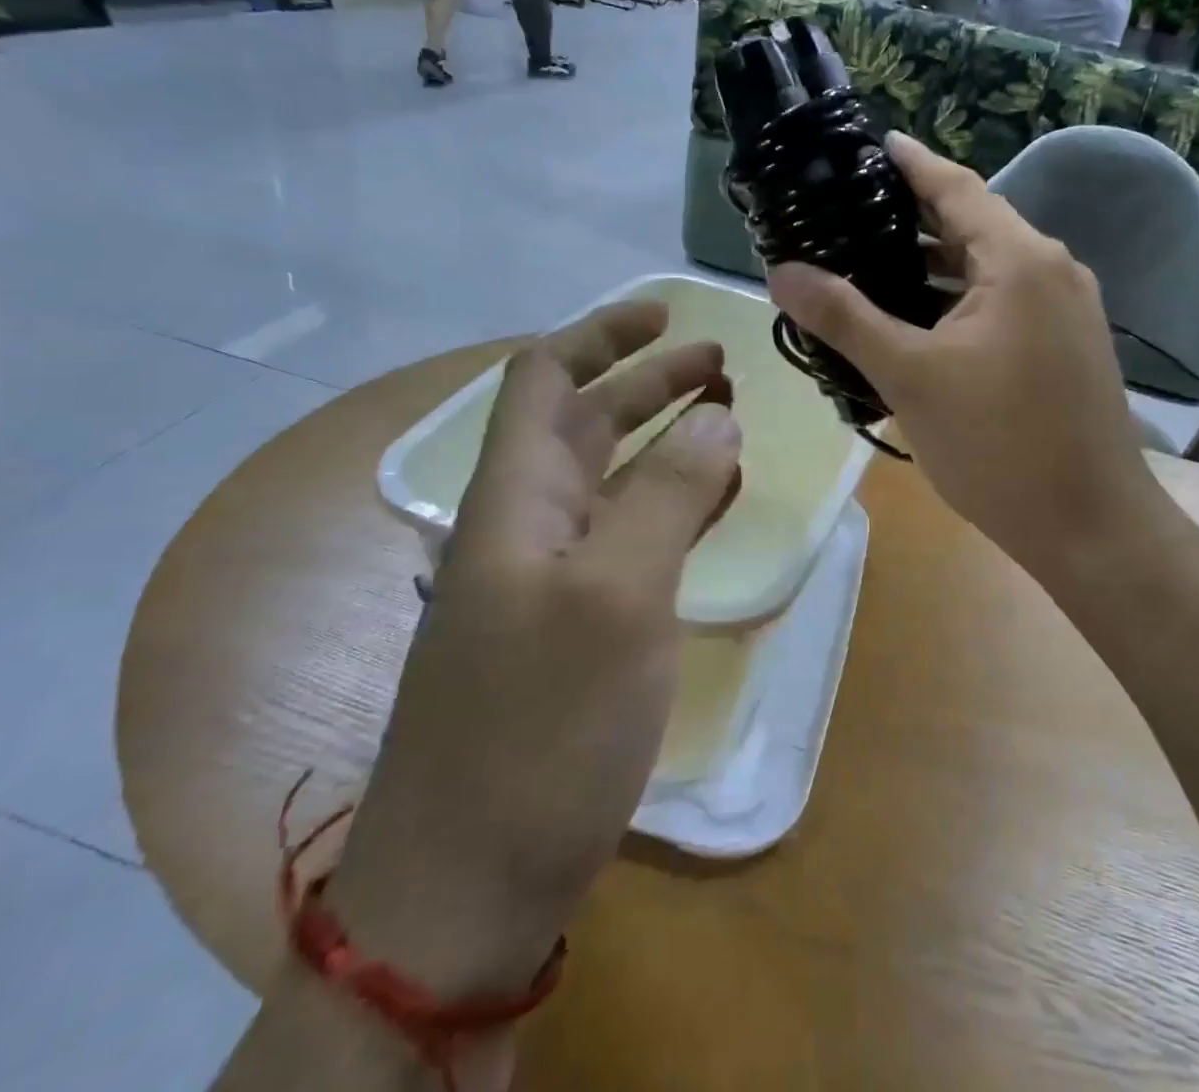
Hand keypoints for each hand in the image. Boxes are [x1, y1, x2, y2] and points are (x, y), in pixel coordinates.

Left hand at [323, 300, 740, 1002]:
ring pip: (614, 483)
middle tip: (723, 371)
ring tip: (730, 426)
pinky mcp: (576, 629)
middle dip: (651, 385)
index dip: (602, 335)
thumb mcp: (616, 595)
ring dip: (666, 445)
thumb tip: (716, 417)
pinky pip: (629, 540)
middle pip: (586, 424)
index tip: (668, 316)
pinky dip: (672, 509)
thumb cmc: (539, 726)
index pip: (546, 379)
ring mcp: (551, 580)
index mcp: (516, 498)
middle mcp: (526, 525)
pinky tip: (714, 505)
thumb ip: (668, 495)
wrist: (468, 882)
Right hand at [770, 133, 1161, 589]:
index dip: (910, 163)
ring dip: (933, 267)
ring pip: (988, 271)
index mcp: (1020, 259)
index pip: (956, 187)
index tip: (871, 144)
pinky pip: (1004, 305)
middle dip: (912, 218)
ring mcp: (1066, 311)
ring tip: (869, 266)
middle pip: (973, 225)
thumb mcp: (909, 376)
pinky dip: (958, 303)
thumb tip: (780, 272)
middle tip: (848, 214)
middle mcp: (1053, 270)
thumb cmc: (998, 444)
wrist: (1090, 526)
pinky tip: (918, 324)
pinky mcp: (1067, 347)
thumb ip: (844, 318)